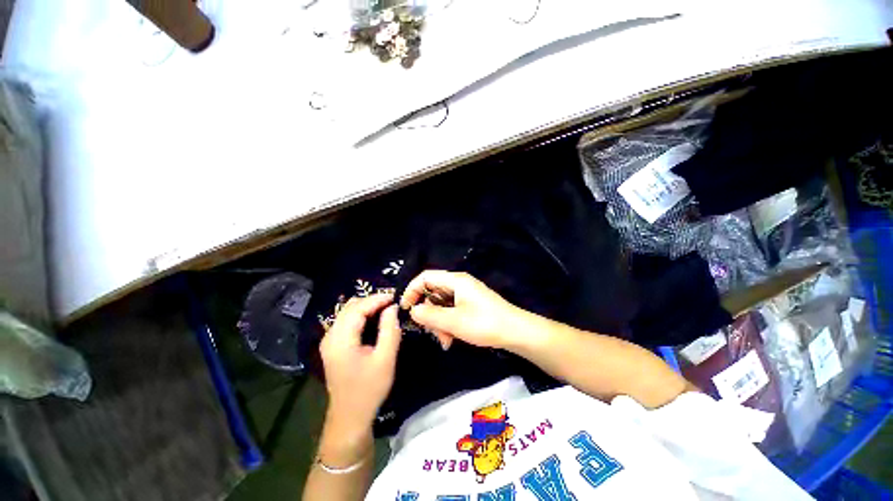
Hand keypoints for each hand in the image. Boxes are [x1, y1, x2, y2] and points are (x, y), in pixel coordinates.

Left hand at [319, 293, 401, 431]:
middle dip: (372, 301)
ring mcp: (329, 340)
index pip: (358, 308)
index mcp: (341, 339)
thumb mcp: (385, 359)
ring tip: (386, 309)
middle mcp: (331, 336)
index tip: (395, 296)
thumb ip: (390, 330)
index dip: (377, 299)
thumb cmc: (369, 389)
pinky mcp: (333, 345)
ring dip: (367, 307)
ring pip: (348, 312)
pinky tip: (375, 319)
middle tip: (392, 303)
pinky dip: (362, 316)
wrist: (350, 416)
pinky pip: (347, 321)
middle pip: (350, 307)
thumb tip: (392, 308)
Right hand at [400, 270, 524, 350]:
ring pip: (441, 305)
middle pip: (433, 293)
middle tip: (431, 332)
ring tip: (446, 340)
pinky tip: (451, 339)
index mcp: (455, 280)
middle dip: (429, 314)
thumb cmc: (485, 323)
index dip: (412, 290)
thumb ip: (430, 315)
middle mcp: (459, 284)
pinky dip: (447, 324)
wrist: (516, 332)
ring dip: (439, 323)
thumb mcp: (454, 321)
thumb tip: (412, 310)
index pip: (425, 277)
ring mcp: (465, 295)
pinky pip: (451, 311)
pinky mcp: (469, 305)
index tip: (405, 308)